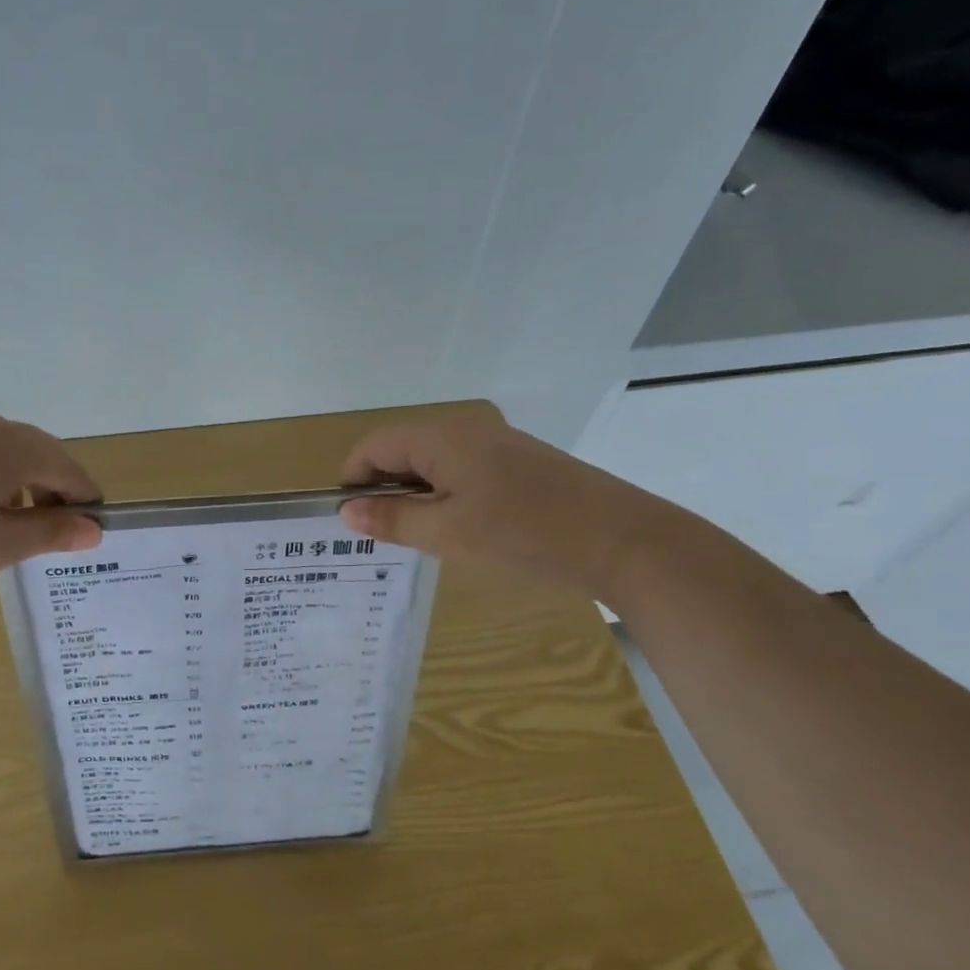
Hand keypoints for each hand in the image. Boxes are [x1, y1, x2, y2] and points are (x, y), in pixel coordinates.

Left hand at [0, 410, 103, 602]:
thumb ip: (51, 534)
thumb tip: (93, 529)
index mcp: (11, 445)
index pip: (66, 468)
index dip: (84, 499)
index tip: (93, 530)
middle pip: (35, 453)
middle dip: (51, 490)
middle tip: (54, 533)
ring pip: (1, 452)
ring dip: (18, 485)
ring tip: (11, 527)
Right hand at [338, 413, 664, 599]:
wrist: (623, 541)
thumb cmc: (523, 536)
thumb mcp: (447, 534)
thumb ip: (392, 520)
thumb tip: (346, 512)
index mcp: (441, 437)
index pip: (373, 446)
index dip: (352, 480)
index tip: (349, 520)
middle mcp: (464, 429)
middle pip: (401, 449)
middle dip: (383, 489)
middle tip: (381, 536)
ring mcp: (495, 443)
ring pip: (432, 461)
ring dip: (414, 494)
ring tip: (418, 537)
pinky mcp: (518, 462)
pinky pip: (461, 469)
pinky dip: (445, 494)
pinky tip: (458, 528)